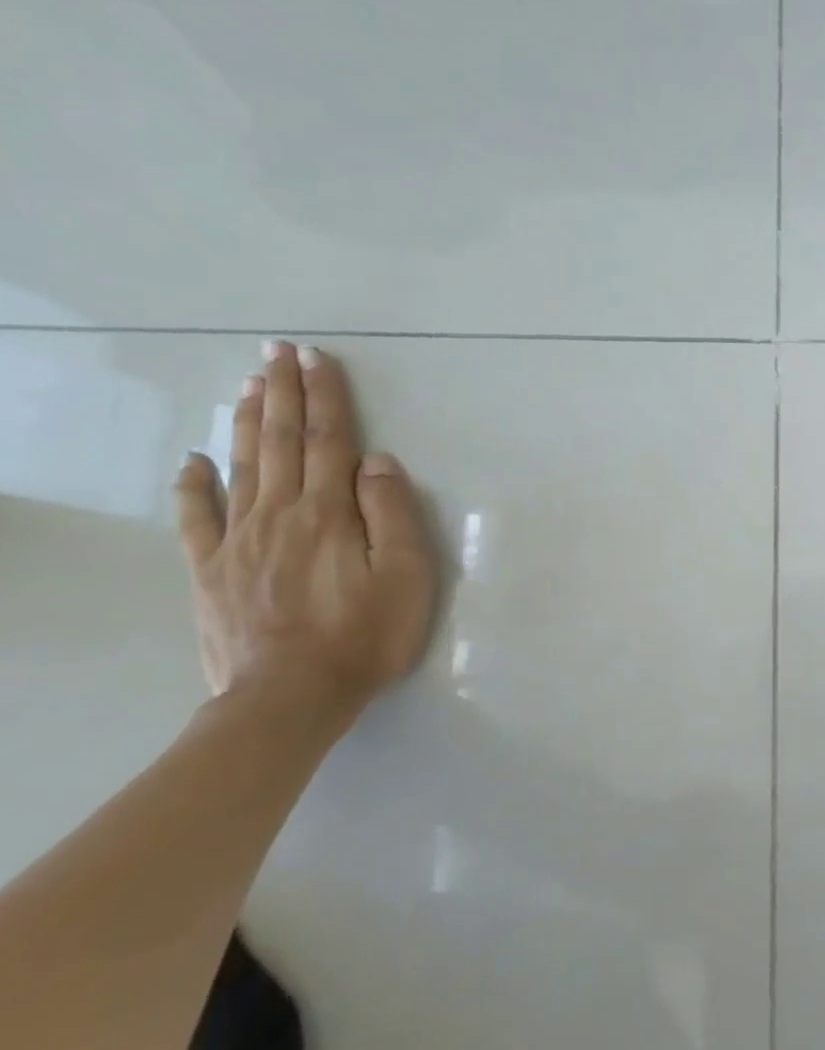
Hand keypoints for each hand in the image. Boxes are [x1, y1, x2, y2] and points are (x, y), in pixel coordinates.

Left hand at [173, 343, 435, 734]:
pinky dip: (193, 485)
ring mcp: (238, 541)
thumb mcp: (406, 575)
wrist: (291, 696)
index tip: (317, 358)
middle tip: (278, 353)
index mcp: (329, 513)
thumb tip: (377, 462)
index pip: (329, 441)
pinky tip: (193, 461)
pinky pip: (197, 519)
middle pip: (280, 443)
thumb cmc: (366, 634)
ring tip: (248, 386)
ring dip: (245, 423)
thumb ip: (391, 514)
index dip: (325, 398)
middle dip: (283, 394)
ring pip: (241, 468)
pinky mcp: (212, 571)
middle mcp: (279, 515)